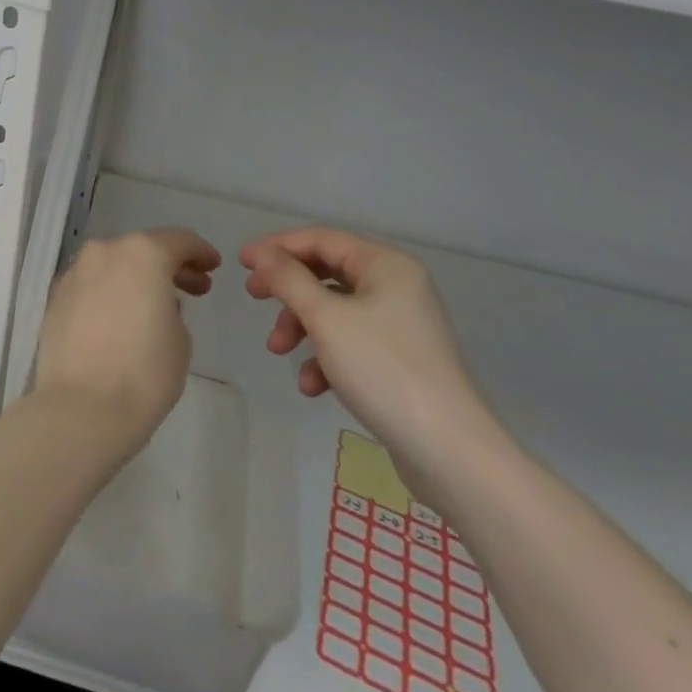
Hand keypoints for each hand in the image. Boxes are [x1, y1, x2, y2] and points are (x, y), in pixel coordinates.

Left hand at [35, 227, 219, 456]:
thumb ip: (173, 309)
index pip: (179, 241)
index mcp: (143, 253)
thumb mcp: (180, 339)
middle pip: (143, 249)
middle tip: (194, 288)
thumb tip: (157, 303)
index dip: (200, 252)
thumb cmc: (144, 372)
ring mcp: (76, 272)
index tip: (212, 266)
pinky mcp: (56, 297)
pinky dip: (109, 293)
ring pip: (113, 265)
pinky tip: (119, 318)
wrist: (81, 408)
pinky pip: (92, 286)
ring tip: (154, 305)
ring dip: (135, 278)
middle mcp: (105, 252)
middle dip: (169, 266)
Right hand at [240, 228, 500, 484]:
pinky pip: (351, 343)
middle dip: (288, 290)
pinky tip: (312, 386)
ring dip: (302, 327)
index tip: (241, 262)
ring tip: (279, 352)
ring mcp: (400, 324)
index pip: (321, 239)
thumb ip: (288, 279)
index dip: (278, 247)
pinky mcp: (399, 360)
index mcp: (386, 265)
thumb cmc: (383, 369)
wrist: (449, 452)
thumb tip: (260, 253)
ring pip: (335, 311)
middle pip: (326, 273)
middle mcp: (396, 286)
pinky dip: (326, 357)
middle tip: (254, 298)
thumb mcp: (325, 318)